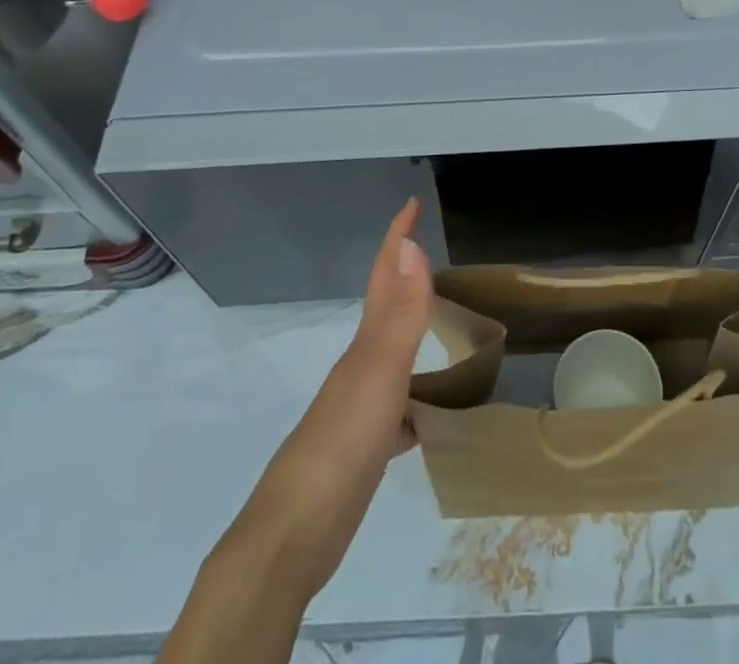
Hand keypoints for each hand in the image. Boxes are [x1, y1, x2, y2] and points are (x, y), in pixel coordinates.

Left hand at [239, 198, 432, 592]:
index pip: (384, 276)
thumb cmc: (342, 444)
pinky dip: (417, 398)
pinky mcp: (364, 448)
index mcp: (365, 345)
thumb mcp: (379, 374)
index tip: (411, 203)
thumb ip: (400, 314)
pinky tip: (432, 413)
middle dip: (405, 276)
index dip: (397, 238)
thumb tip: (410, 246)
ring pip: (392, 355)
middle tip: (433, 256)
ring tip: (443, 324)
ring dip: (412, 332)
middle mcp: (360, 367)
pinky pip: (399, 406)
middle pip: (386, 308)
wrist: (295, 535)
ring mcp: (359, 408)